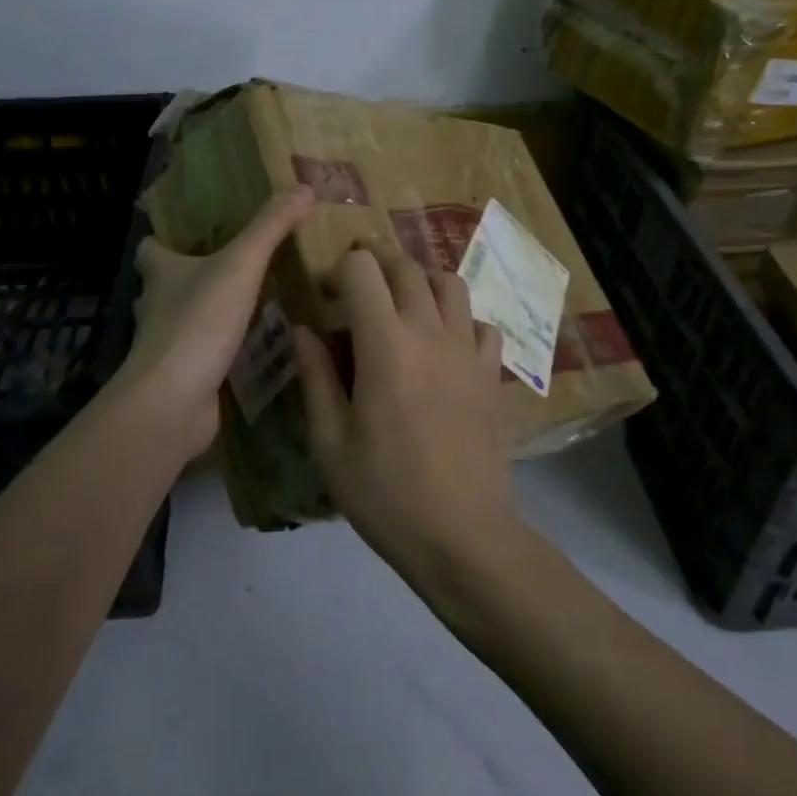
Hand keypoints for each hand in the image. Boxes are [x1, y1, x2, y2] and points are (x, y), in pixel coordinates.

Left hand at [115, 187, 315, 462]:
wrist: (174, 400)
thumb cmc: (199, 321)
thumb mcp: (241, 265)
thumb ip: (271, 228)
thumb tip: (303, 188)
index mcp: (161, 273)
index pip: (150, 248)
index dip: (163, 240)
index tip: (187, 235)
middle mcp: (155, 306)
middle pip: (164, 286)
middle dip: (189, 278)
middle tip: (231, 269)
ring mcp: (165, 346)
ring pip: (181, 322)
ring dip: (205, 315)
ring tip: (246, 308)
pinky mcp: (179, 379)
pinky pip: (199, 358)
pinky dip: (217, 353)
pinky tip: (249, 352)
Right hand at [293, 240, 520, 586]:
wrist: (463, 536)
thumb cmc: (385, 493)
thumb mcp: (330, 443)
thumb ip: (315, 377)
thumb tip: (303, 329)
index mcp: (385, 344)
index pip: (363, 270)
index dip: (340, 269)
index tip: (328, 293)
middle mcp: (431, 332)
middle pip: (406, 266)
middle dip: (377, 258)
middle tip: (357, 276)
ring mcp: (469, 350)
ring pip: (450, 283)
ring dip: (421, 279)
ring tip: (403, 300)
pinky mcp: (493, 373)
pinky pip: (482, 324)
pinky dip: (461, 319)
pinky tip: (446, 343)